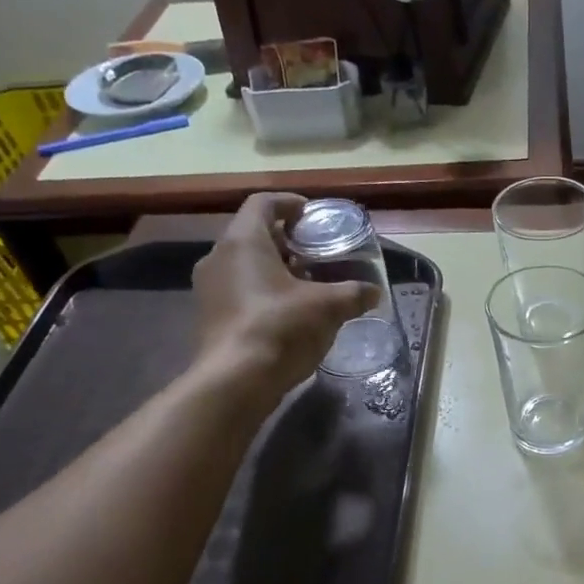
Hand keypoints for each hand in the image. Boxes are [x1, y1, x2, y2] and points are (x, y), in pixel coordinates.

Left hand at [189, 193, 375, 399]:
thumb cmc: (281, 328)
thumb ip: (354, 294)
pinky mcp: (209, 316)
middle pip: (253, 234)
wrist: (236, 381)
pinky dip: (262, 291)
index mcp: (244, 241)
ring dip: (274, 268)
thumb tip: (375, 292)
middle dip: (286, 240)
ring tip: (307, 283)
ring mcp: (209, 288)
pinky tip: (288, 312)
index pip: (263, 203)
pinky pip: (238, 290)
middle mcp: (218, 257)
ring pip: (244, 264)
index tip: (312, 215)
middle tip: (316, 252)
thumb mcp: (328, 308)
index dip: (289, 203)